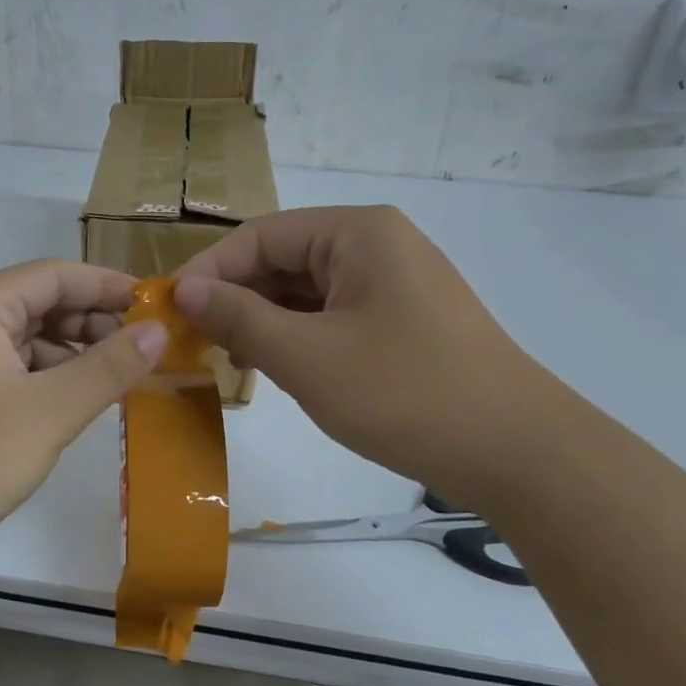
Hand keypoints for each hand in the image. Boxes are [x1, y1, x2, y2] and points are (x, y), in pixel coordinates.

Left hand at [0, 261, 165, 573]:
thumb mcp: (50, 410)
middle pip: (39, 302)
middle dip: (92, 322)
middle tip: (142, 349)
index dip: (107, 286)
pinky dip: (47, 377)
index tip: (154, 306)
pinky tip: (74, 402)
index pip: (54, 275)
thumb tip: (159, 330)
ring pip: (26, 339)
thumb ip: (110, 367)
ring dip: (72, 352)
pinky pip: (10, 368)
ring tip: (116, 379)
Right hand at [175, 206, 546, 504]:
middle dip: (236, 297)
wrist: (516, 452)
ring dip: (263, 319)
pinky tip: (274, 365)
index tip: (168, 310)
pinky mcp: (403, 319)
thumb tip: (185, 289)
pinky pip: (333, 314)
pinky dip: (297, 335)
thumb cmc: (404, 393)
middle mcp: (377, 244)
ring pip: (306, 290)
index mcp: (357, 232)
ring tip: (228, 356)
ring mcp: (394, 282)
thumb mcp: (307, 356)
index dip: (209, 270)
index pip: (260, 236)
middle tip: (192, 339)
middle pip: (284, 259)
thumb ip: (239, 317)